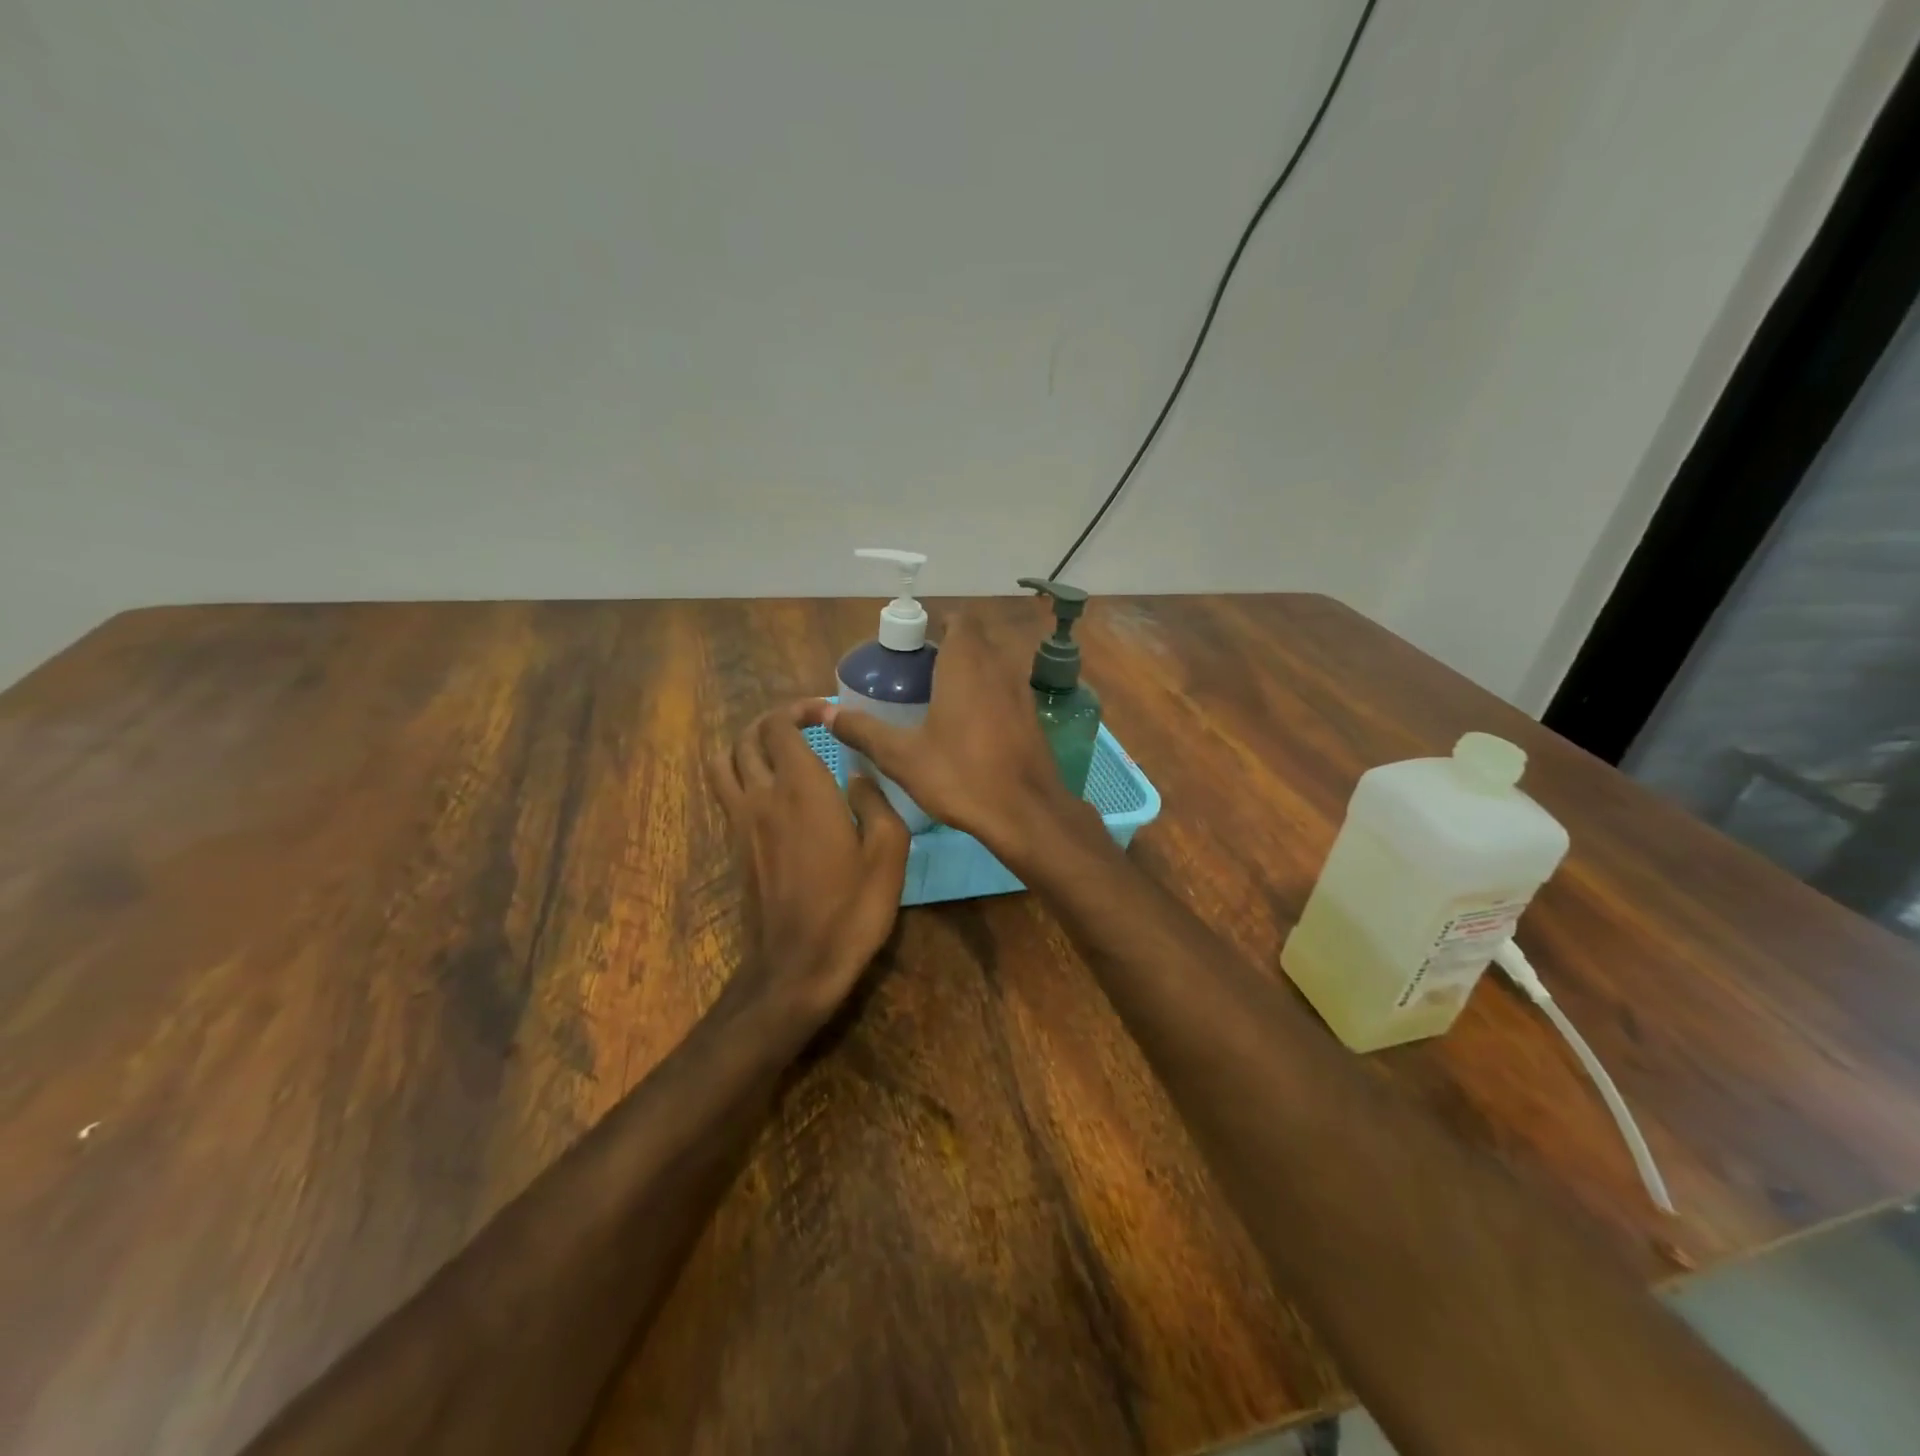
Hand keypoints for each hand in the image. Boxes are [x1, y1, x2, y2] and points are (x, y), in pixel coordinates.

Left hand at [710, 703, 909, 1021]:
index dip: (802, 709)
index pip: (781, 726)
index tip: (830, 714)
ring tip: (780, 748)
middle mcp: (762, 796)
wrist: (797, 967)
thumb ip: (876, 803)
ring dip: (748, 743)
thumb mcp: (888, 854)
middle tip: (807, 724)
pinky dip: (740, 771)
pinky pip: (725, 789)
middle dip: (775, 720)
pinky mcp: (734, 845)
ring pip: (725, 760)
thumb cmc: (851, 910)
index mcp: (802, 789)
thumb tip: (859, 776)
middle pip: (748, 737)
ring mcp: (741, 821)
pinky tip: (771, 787)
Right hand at [805, 614, 1090, 860]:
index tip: (912, 648)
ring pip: (993, 666)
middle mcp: (999, 666)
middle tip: (917, 677)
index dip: (935, 626)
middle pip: (975, 641)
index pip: (957, 619)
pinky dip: (988, 697)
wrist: (1026, 813)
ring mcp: (1022, 691)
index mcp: (966, 663)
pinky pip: (1006, 692)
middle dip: (948, 650)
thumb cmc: (961, 776)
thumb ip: (863, 730)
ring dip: (970, 674)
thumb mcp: (902, 756)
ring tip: (939, 702)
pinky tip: (969, 729)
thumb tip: (825, 713)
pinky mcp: (1033, 717)